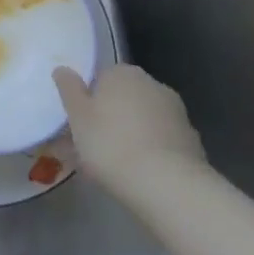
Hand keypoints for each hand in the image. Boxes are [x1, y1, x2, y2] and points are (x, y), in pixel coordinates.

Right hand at [54, 64, 206, 201]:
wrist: (167, 185)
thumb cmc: (111, 143)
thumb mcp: (77, 116)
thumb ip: (68, 89)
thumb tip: (62, 69)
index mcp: (123, 73)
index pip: (100, 79)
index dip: (88, 101)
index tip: (80, 125)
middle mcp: (152, 84)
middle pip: (123, 99)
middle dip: (110, 117)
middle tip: (93, 147)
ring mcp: (176, 113)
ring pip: (143, 121)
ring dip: (131, 135)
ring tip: (114, 167)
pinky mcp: (191, 141)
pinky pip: (161, 142)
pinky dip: (151, 152)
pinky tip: (140, 175)